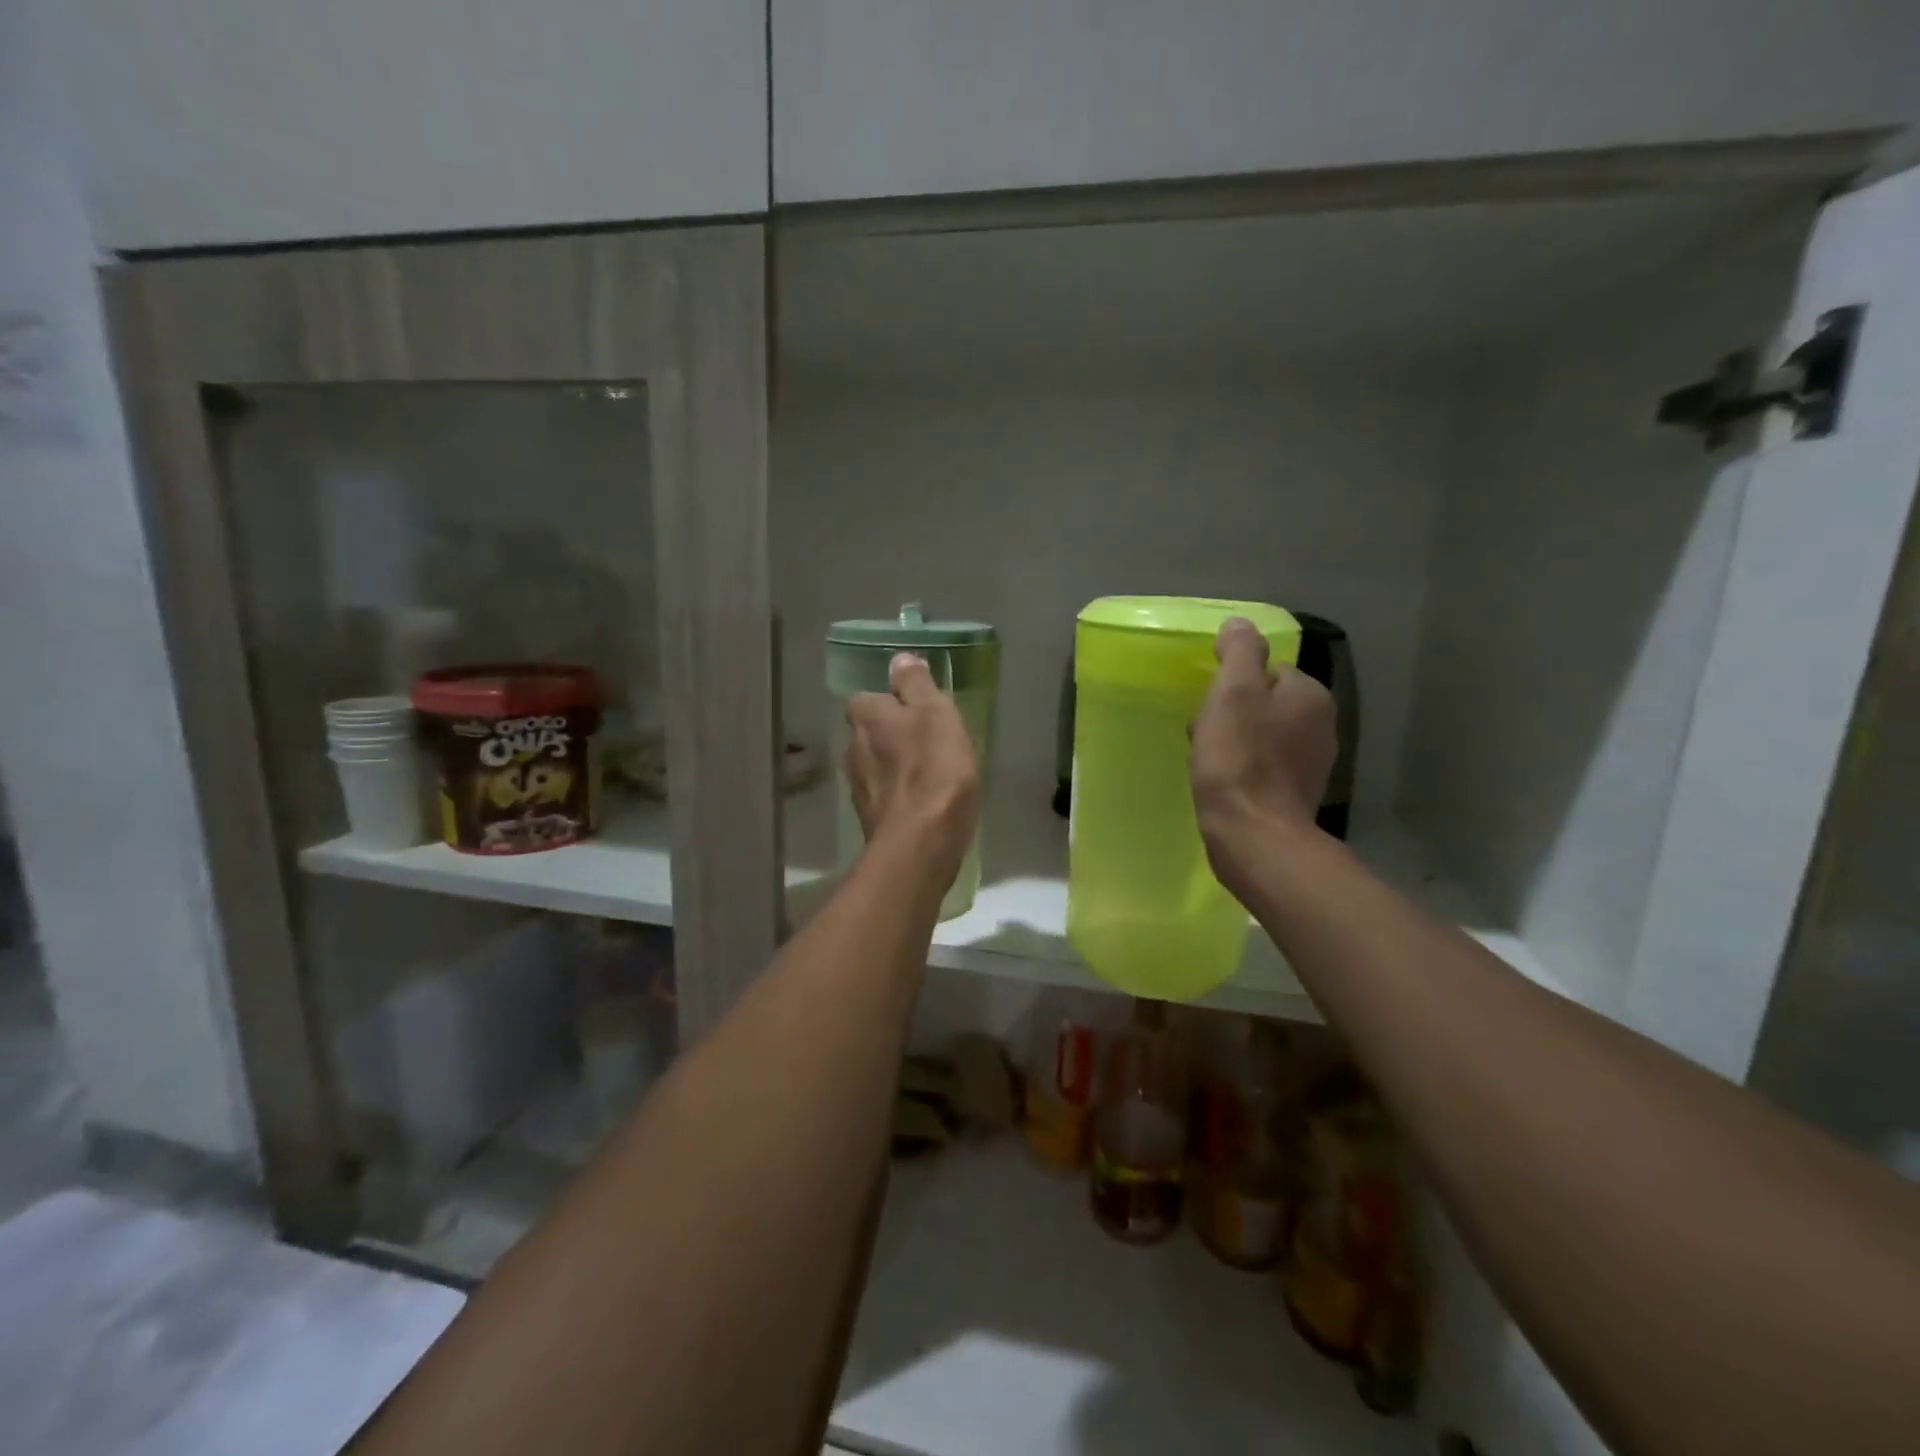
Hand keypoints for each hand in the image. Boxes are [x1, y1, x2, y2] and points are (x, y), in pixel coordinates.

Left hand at [844, 653, 981, 885]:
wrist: (920, 843)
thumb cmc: (934, 769)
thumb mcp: (935, 714)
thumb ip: (915, 685)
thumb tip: (899, 659)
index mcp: (867, 718)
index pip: (865, 698)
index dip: (888, 701)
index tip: (914, 708)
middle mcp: (853, 748)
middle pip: (868, 732)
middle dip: (890, 734)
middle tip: (926, 740)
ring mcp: (858, 787)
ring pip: (874, 765)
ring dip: (894, 765)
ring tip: (928, 772)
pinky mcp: (870, 819)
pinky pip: (885, 795)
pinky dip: (899, 794)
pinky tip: (923, 802)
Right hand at [1190, 618, 1337, 893]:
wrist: (1254, 835)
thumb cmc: (1239, 759)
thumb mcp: (1233, 692)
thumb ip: (1240, 652)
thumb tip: (1240, 624)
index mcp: (1309, 695)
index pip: (1268, 670)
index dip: (1232, 682)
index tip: (1208, 703)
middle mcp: (1320, 725)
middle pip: (1265, 703)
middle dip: (1232, 712)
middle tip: (1203, 730)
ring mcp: (1311, 763)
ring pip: (1262, 735)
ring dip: (1233, 739)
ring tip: (1205, 757)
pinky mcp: (1294, 794)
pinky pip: (1262, 766)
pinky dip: (1241, 767)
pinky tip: (1220, 780)